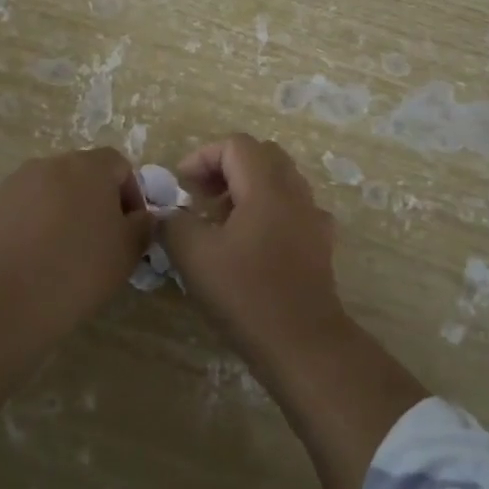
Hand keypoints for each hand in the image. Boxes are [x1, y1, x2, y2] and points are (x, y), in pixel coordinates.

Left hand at [0, 149, 152, 310]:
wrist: (2, 298)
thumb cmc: (77, 269)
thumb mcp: (127, 253)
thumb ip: (143, 227)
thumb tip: (143, 217)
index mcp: (89, 167)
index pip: (120, 164)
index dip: (132, 194)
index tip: (131, 230)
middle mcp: (52, 164)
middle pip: (83, 175)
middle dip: (97, 202)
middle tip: (102, 242)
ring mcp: (16, 183)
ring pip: (52, 191)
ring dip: (65, 213)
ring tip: (66, 254)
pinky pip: (25, 209)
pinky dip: (36, 226)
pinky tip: (36, 260)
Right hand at [163, 135, 342, 356]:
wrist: (302, 343)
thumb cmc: (246, 294)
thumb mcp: (194, 256)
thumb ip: (173, 224)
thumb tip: (168, 215)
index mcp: (266, 187)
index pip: (236, 145)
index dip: (204, 156)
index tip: (182, 184)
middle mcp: (295, 193)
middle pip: (262, 156)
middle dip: (227, 167)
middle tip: (202, 195)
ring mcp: (312, 218)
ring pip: (280, 181)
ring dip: (248, 188)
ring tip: (222, 220)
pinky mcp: (320, 244)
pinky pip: (293, 209)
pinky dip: (268, 211)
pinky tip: (252, 242)